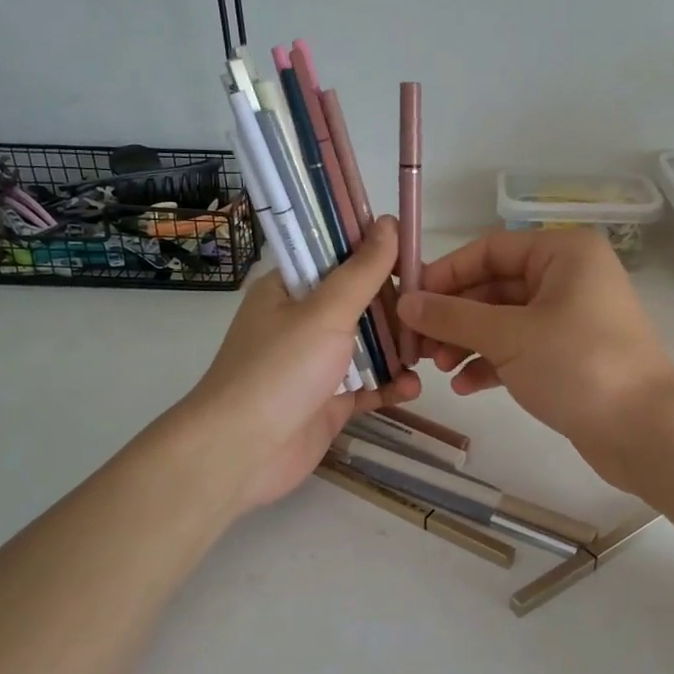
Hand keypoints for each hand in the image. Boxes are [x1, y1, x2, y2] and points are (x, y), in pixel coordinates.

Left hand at [178, 217, 418, 515]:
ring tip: (432, 352)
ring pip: (367, 346)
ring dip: (398, 349)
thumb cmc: (280, 369)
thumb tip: (389, 221)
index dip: (376, 255)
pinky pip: (367, 386)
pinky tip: (413, 388)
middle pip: (359, 303)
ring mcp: (315, 364)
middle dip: (397, 308)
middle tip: (433, 311)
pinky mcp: (329, 402)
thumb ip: (362, 271)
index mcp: (289, 289)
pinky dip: (390, 386)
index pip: (337, 258)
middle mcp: (301, 321)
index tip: (417, 258)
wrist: (241, 453)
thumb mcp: (325, 311)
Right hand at [395, 227, 673, 489]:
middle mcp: (569, 277)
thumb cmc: (577, 365)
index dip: (446, 274)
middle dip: (455, 316)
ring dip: (468, 341)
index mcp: (563, 253)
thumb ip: (453, 316)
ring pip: (505, 320)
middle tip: (418, 344)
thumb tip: (406, 303)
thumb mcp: (508, 336)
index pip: (489, 250)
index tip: (409, 301)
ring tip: (436, 368)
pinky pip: (521, 349)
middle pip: (495, 286)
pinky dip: (492, 363)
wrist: (645, 431)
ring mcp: (571, 318)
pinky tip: (465, 386)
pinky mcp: (571, 356)